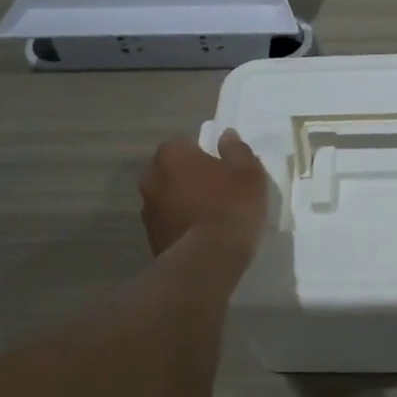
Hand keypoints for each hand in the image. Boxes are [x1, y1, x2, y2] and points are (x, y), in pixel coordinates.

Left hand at [139, 129, 270, 257]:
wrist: (208, 260)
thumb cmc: (231, 206)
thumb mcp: (248, 173)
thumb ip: (237, 150)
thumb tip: (226, 136)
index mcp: (171, 155)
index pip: (185, 144)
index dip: (204, 155)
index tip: (222, 169)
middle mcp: (151, 178)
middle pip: (173, 171)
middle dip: (190, 177)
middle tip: (218, 191)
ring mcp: (147, 210)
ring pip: (169, 198)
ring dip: (184, 202)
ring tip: (211, 217)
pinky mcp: (150, 238)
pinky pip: (169, 222)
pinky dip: (181, 224)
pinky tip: (202, 236)